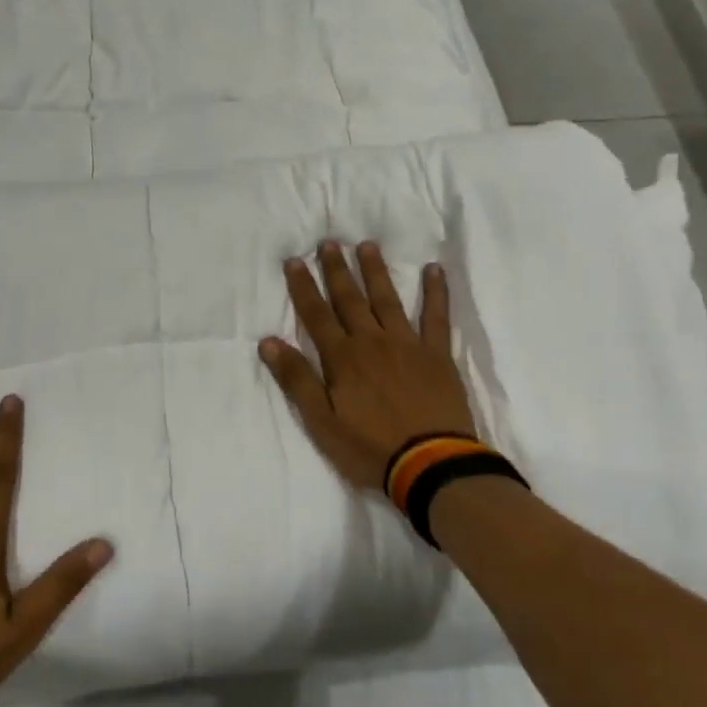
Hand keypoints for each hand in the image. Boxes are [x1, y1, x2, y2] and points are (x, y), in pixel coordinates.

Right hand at [257, 241, 476, 491]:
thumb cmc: (369, 447)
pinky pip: (436, 317)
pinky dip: (435, 292)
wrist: (430, 464)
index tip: (295, 261)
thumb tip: (269, 342)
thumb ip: (297, 379)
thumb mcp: (321, 421)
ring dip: (375, 272)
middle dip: (337, 270)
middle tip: (329, 243)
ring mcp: (408, 345)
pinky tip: (433, 270)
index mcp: (342, 358)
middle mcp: (372, 342)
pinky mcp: (437, 355)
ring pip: (387, 300)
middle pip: (350, 300)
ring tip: (367, 246)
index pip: (316, 315)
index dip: (304, 287)